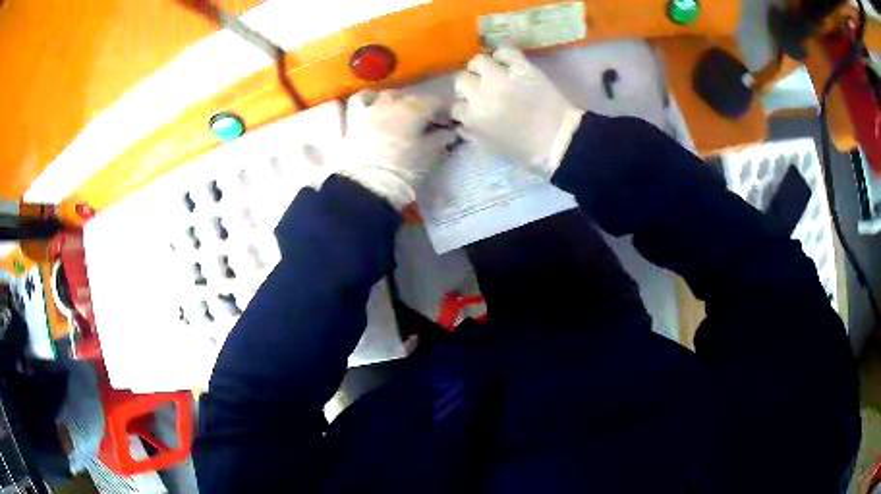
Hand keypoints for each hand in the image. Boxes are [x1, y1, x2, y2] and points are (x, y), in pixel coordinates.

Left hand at [338, 90, 455, 208]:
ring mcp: (365, 112)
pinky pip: (343, 109)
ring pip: (375, 95)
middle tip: (422, 120)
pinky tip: (348, 104)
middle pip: (405, 97)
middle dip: (416, 105)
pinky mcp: (346, 126)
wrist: (368, 188)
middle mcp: (388, 104)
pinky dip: (347, 105)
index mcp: (413, 109)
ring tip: (389, 109)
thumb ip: (440, 138)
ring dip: (384, 99)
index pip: (434, 101)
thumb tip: (448, 131)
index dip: (444, 110)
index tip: (448, 122)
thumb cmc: (405, 170)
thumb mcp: (429, 155)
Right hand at [452, 47, 583, 177]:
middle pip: (461, 80)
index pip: (456, 107)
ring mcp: (502, 78)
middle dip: (468, 86)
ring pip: (478, 61)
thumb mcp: (492, 148)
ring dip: (481, 67)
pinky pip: (505, 51)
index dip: (463, 107)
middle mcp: (482, 95)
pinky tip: (506, 62)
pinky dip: (503, 55)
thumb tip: (462, 124)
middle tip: (479, 89)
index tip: (471, 109)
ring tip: (490, 72)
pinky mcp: (522, 68)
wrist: (560, 140)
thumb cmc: (527, 150)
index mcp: (474, 118)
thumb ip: (473, 134)